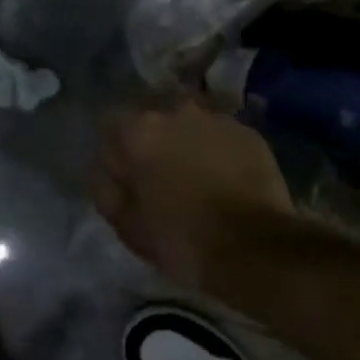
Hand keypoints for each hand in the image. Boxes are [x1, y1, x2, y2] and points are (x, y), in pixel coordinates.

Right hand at [92, 100, 294, 288]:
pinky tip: (225, 182)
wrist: (255, 248)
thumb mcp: (127, 226)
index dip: (115, 153)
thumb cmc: (182, 239)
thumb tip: (104, 172)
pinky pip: (221, 137)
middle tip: (160, 181)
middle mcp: (177, 111)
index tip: (123, 179)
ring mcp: (217, 119)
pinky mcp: (249, 133)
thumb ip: (106, 190)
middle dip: (153, 145)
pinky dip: (218, 152)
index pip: (111, 125)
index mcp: (140, 131)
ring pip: (190, 127)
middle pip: (153, 122)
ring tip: (196, 181)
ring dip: (187, 146)